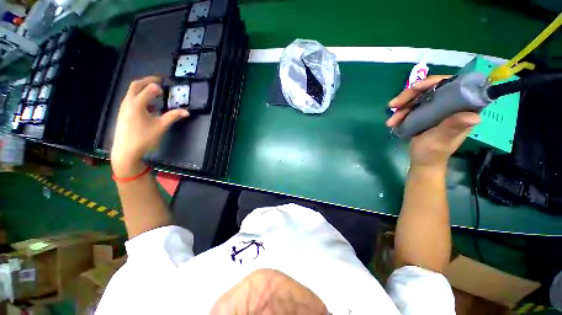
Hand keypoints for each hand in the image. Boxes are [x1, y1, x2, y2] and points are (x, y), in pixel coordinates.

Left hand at [111, 76, 189, 176]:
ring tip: (155, 93)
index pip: (148, 88)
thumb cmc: (144, 138)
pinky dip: (140, 98)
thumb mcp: (161, 126)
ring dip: (143, 89)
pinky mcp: (123, 113)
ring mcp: (124, 108)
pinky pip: (131, 100)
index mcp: (137, 104)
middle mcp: (128, 102)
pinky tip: (149, 107)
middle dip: (147, 81)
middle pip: (136, 85)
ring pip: (132, 92)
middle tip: (158, 81)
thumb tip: (187, 112)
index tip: (165, 82)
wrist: (126, 151)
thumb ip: (173, 116)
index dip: (157, 84)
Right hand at [386, 75, 480, 169]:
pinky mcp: (426, 114)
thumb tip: (474, 116)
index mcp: (462, 109)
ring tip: (390, 121)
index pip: (452, 85)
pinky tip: (393, 122)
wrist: (422, 162)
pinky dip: (400, 113)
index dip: (433, 82)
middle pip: (430, 89)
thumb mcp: (441, 140)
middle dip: (409, 96)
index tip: (415, 88)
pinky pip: (412, 106)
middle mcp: (450, 105)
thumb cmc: (433, 153)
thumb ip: (453, 127)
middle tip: (393, 105)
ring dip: (401, 107)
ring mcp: (437, 109)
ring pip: (418, 98)